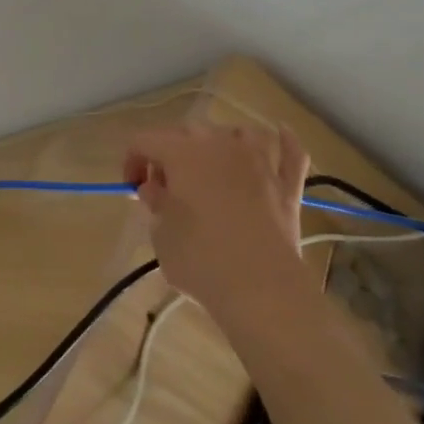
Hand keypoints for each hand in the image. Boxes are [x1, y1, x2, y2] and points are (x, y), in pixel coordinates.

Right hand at [123, 123, 311, 319]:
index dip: (132, 161)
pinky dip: (284, 142)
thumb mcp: (162, 235)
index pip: (144, 140)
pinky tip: (281, 135)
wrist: (262, 290)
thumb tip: (156, 190)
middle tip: (165, 190)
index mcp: (181, 153)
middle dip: (170, 155)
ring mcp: (258, 162)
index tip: (133, 190)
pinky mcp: (287, 186)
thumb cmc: (201, 260)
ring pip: (236, 134)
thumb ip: (156, 204)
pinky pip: (290, 152)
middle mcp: (220, 145)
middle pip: (187, 132)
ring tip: (211, 166)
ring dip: (219, 144)